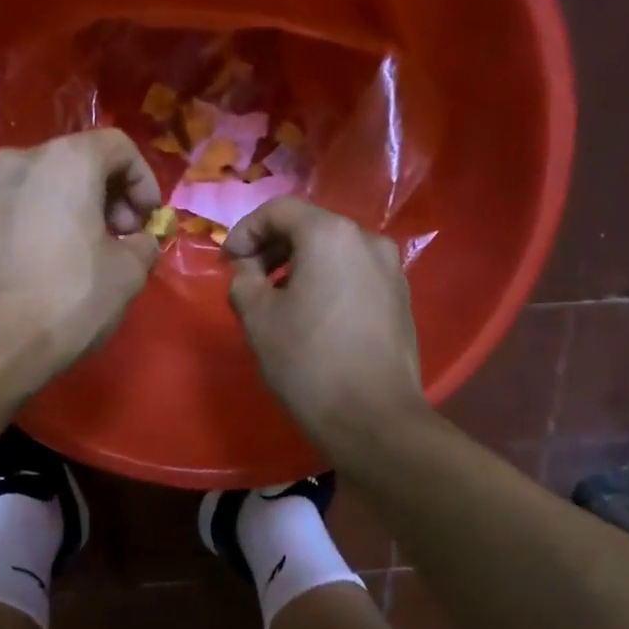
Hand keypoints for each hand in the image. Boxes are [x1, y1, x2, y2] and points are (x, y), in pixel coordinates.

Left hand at [0, 129, 161, 384]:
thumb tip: (140, 243)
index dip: (144, 180)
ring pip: (37, 191)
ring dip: (66, 214)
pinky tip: (38, 274)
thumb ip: (144, 246)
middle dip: (106, 197)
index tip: (148, 221)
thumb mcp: (128, 276)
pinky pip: (8, 218)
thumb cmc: (68, 299)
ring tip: (79, 259)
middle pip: (74, 164)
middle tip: (119, 240)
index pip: (118, 146)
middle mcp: (17, 164)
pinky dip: (32, 232)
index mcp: (65, 163)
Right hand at [223, 197, 425, 449]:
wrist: (373, 418)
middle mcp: (368, 240)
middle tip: (249, 281)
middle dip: (273, 248)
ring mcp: (391, 269)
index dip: (245, 231)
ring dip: (300, 266)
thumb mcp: (258, 319)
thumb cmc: (308, 362)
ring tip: (279, 302)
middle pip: (310, 227)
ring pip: (335, 252)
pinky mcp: (401, 299)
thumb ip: (243, 280)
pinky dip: (328, 283)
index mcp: (330, 235)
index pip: (279, 210)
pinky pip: (355, 275)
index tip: (227, 262)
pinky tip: (314, 318)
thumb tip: (248, 269)